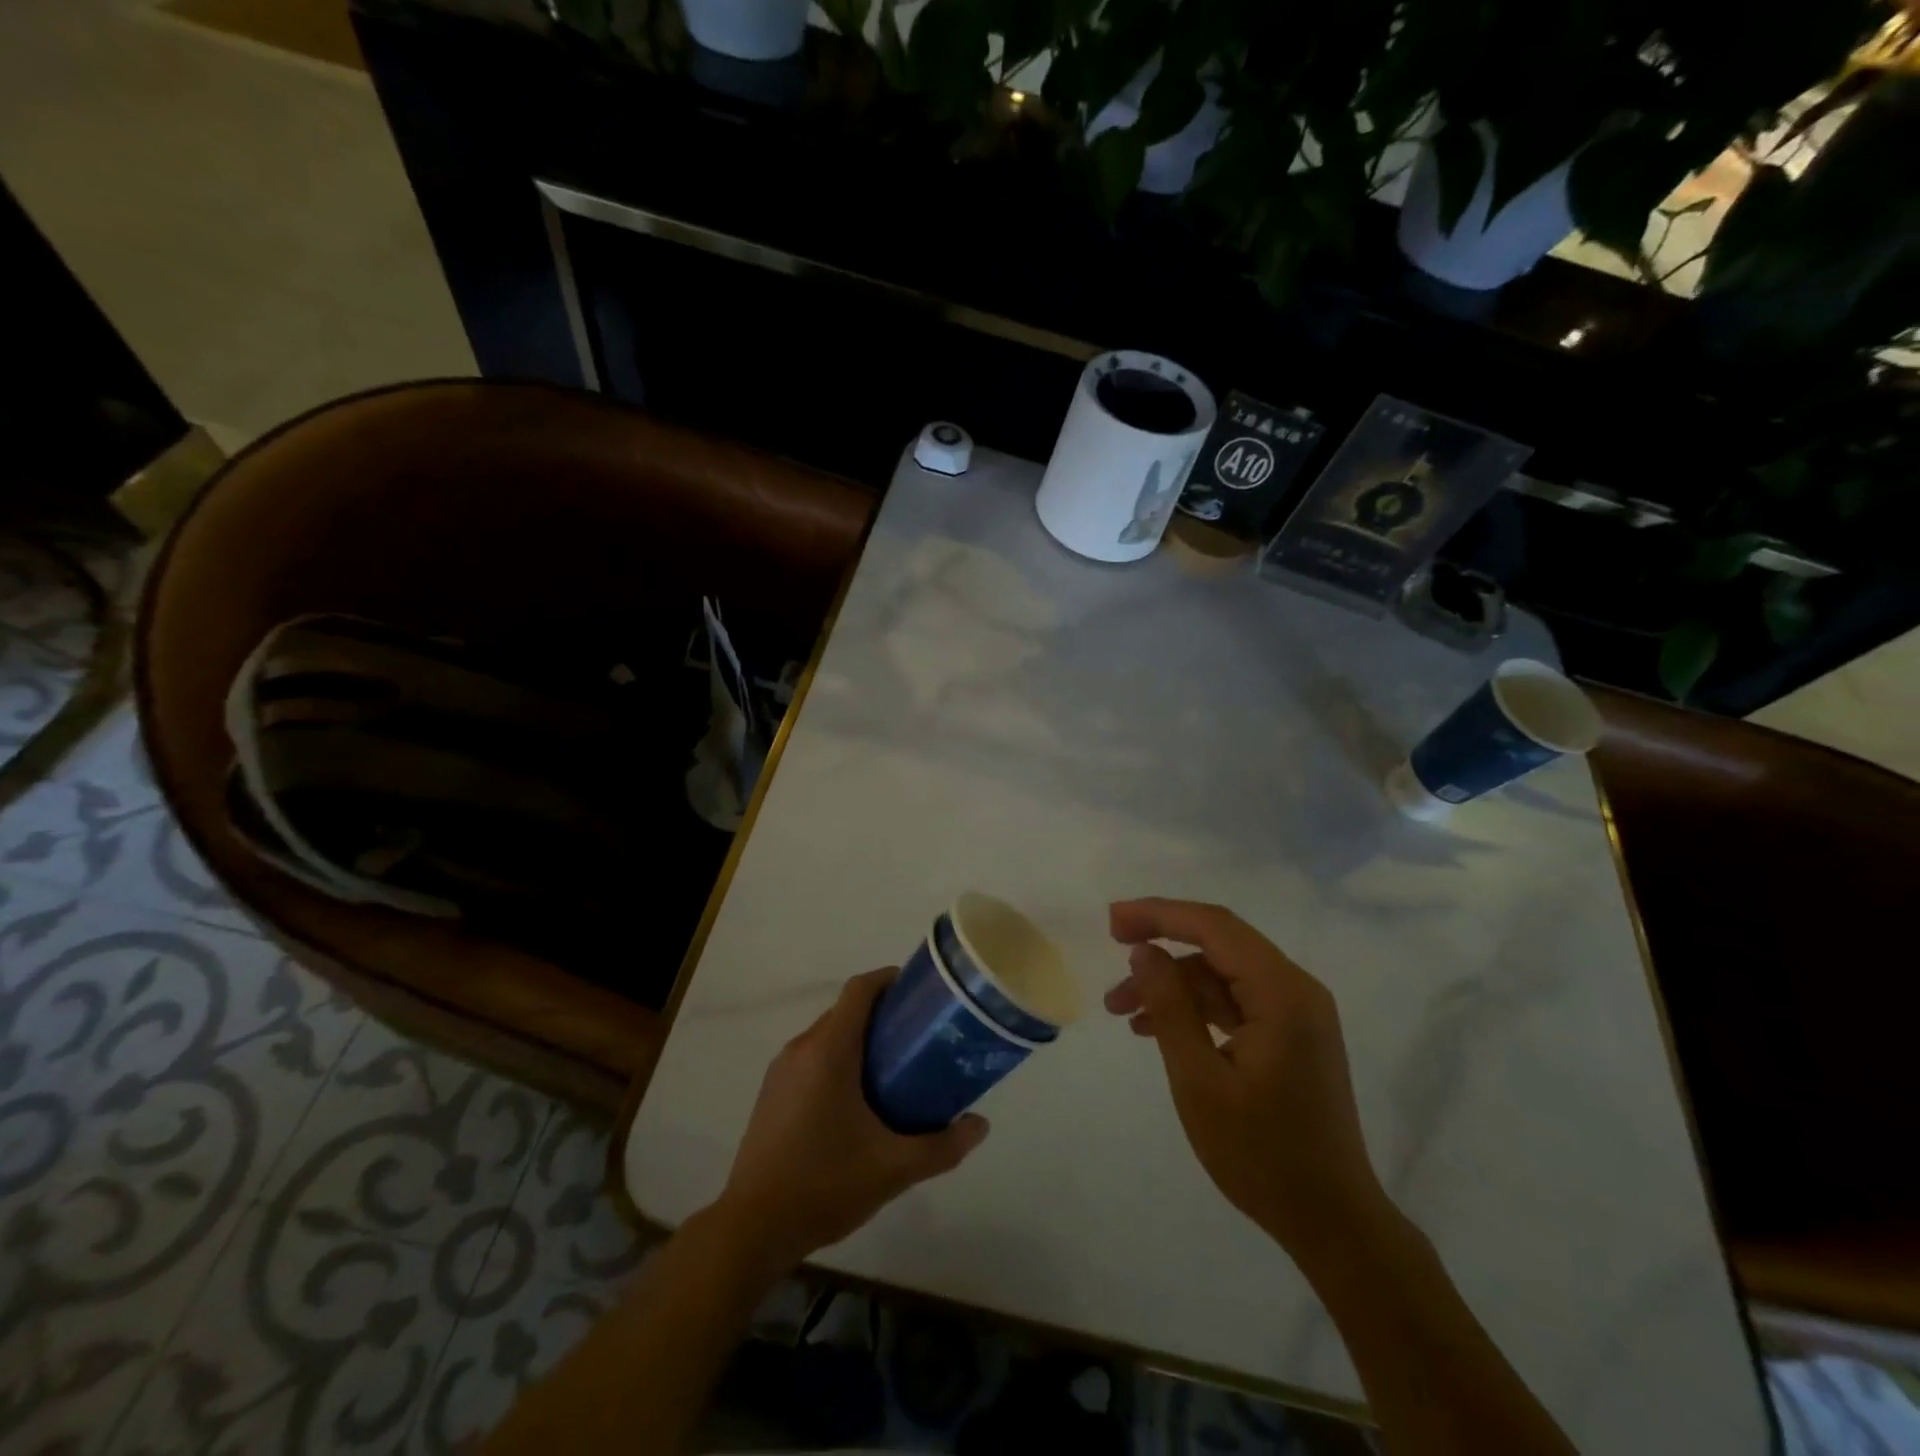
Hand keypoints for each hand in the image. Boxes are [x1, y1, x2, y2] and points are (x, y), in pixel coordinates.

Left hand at [715, 968, 989, 1270]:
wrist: (753, 1226)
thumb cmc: (825, 1183)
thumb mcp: (894, 1168)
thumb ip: (942, 1146)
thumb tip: (981, 1125)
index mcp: (829, 1050)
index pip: (859, 989)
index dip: (889, 980)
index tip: (919, 993)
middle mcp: (801, 1048)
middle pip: (845, 1010)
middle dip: (881, 1014)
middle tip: (918, 1036)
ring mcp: (781, 1070)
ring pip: (827, 1034)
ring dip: (858, 1038)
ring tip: (894, 1066)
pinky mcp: (771, 1092)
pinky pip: (811, 1057)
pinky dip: (837, 1059)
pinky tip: (856, 1099)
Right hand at [1105, 898, 1387, 1263]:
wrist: (1331, 1221)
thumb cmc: (1261, 1154)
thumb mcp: (1199, 1080)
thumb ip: (1170, 1007)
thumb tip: (1143, 952)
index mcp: (1282, 993)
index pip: (1215, 928)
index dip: (1159, 914)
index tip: (1112, 922)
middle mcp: (1296, 990)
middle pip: (1219, 944)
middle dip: (1162, 943)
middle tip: (1111, 948)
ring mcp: (1296, 1013)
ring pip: (1222, 974)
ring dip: (1172, 984)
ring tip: (1119, 1009)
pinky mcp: (1290, 1035)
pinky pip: (1234, 1001)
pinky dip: (1194, 1007)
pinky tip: (1153, 1028)